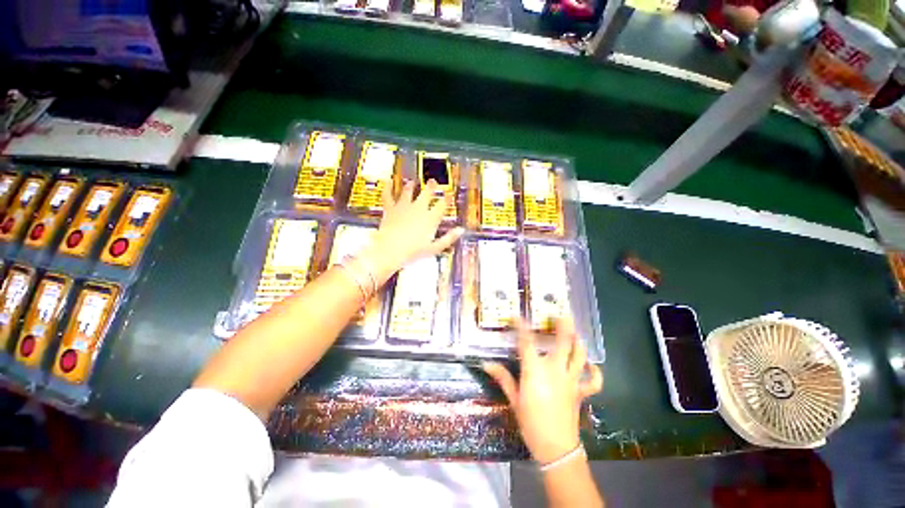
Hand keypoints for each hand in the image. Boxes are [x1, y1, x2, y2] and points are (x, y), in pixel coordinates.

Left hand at [366, 179, 462, 278]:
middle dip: (431, 187)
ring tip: (412, 182)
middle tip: (433, 182)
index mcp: (430, 218)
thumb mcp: (434, 248)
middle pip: (426, 194)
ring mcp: (403, 207)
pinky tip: (389, 181)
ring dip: (411, 186)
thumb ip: (449, 238)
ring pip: (408, 192)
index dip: (446, 199)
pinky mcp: (390, 209)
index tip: (449, 195)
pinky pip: (388, 195)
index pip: (441, 205)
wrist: (390, 250)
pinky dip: (388, 188)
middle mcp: (418, 209)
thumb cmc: (413, 251)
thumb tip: (461, 230)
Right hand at [482, 319, 602, 464]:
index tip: (517, 316)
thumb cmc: (530, 422)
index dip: (521, 326)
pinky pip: (593, 380)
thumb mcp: (514, 399)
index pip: (527, 342)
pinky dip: (595, 371)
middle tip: (563, 313)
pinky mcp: (581, 392)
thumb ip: (503, 378)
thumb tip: (486, 363)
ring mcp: (571, 380)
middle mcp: (556, 370)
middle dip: (564, 326)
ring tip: (576, 332)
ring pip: (580, 356)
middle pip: (563, 343)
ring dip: (579, 342)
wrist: (555, 449)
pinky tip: (591, 365)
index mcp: (536, 370)